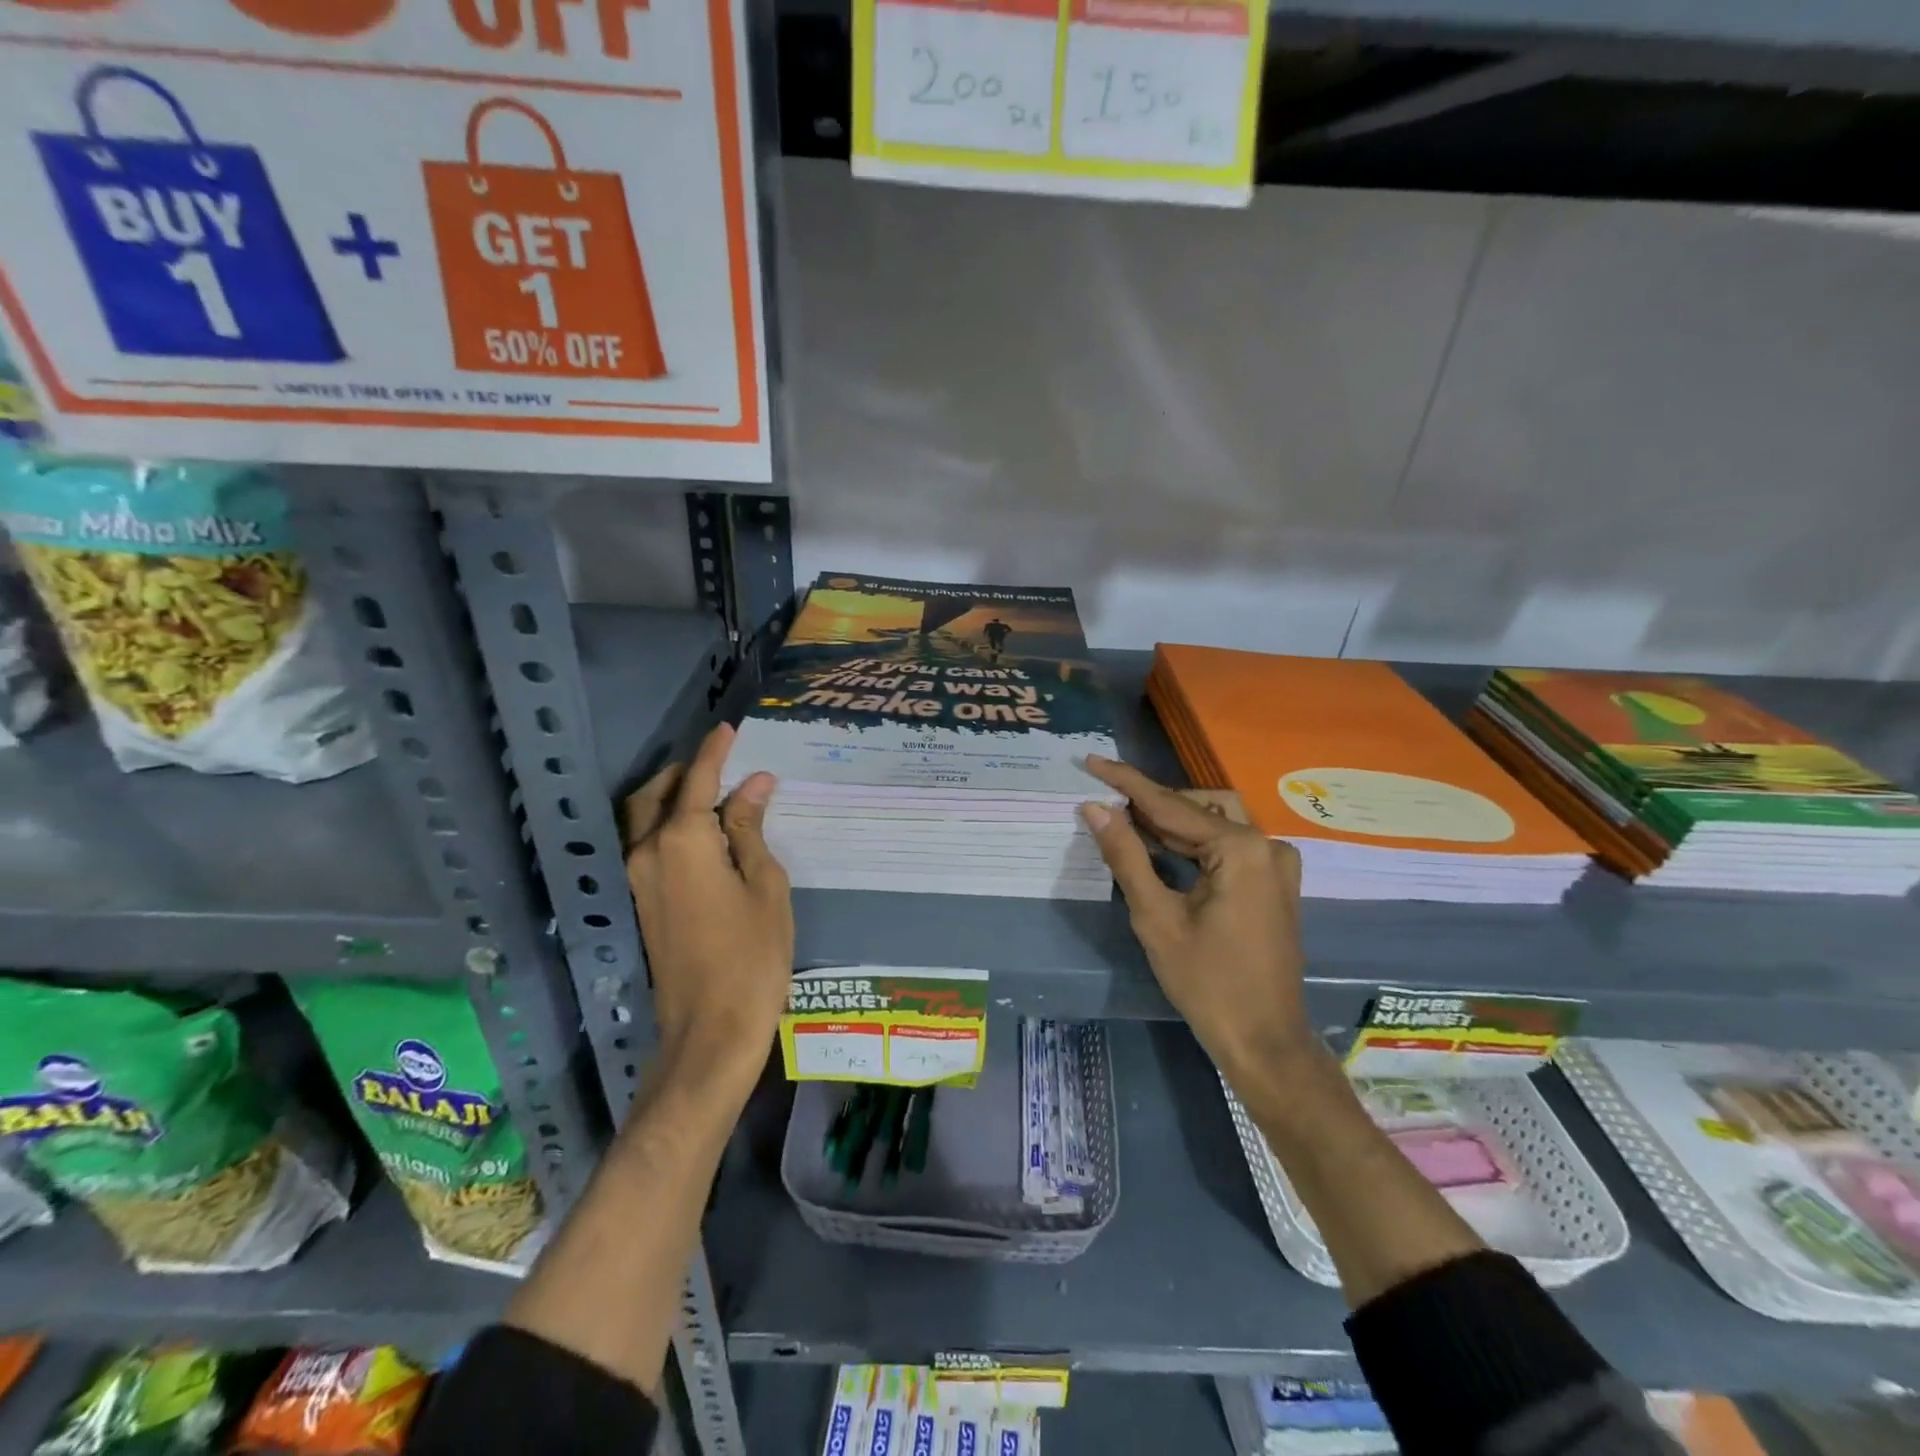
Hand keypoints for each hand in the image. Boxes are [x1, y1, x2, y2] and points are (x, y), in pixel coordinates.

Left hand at [623, 724, 793, 1085]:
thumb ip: (751, 829)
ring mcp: (636, 879)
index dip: (715, 751)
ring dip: (669, 797)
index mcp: (683, 840)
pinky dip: (665, 825)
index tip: (728, 727)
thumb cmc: (753, 954)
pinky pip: (645, 845)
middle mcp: (648, 851)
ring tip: (708, 792)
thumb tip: (753, 785)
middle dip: (684, 772)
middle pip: (657, 795)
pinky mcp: (638, 903)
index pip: (698, 779)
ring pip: (643, 819)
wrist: (710, 1029)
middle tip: (718, 761)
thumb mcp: (765, 884)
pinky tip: (699, 834)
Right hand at [1081, 755, 1312, 1080]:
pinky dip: (1193, 842)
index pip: (1171, 804)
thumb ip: (1126, 855)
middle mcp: (1266, 845)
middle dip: (1149, 803)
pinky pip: (1229, 845)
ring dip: (1171, 821)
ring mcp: (1276, 864)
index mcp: (1241, 849)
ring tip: (1126, 823)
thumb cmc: (1206, 982)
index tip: (1092, 760)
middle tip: (1104, 802)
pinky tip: (1161, 847)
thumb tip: (1095, 808)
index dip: (1127, 782)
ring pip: (1214, 823)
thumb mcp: (1156, 917)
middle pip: (1196, 809)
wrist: (1265, 1040)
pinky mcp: (1274, 882)